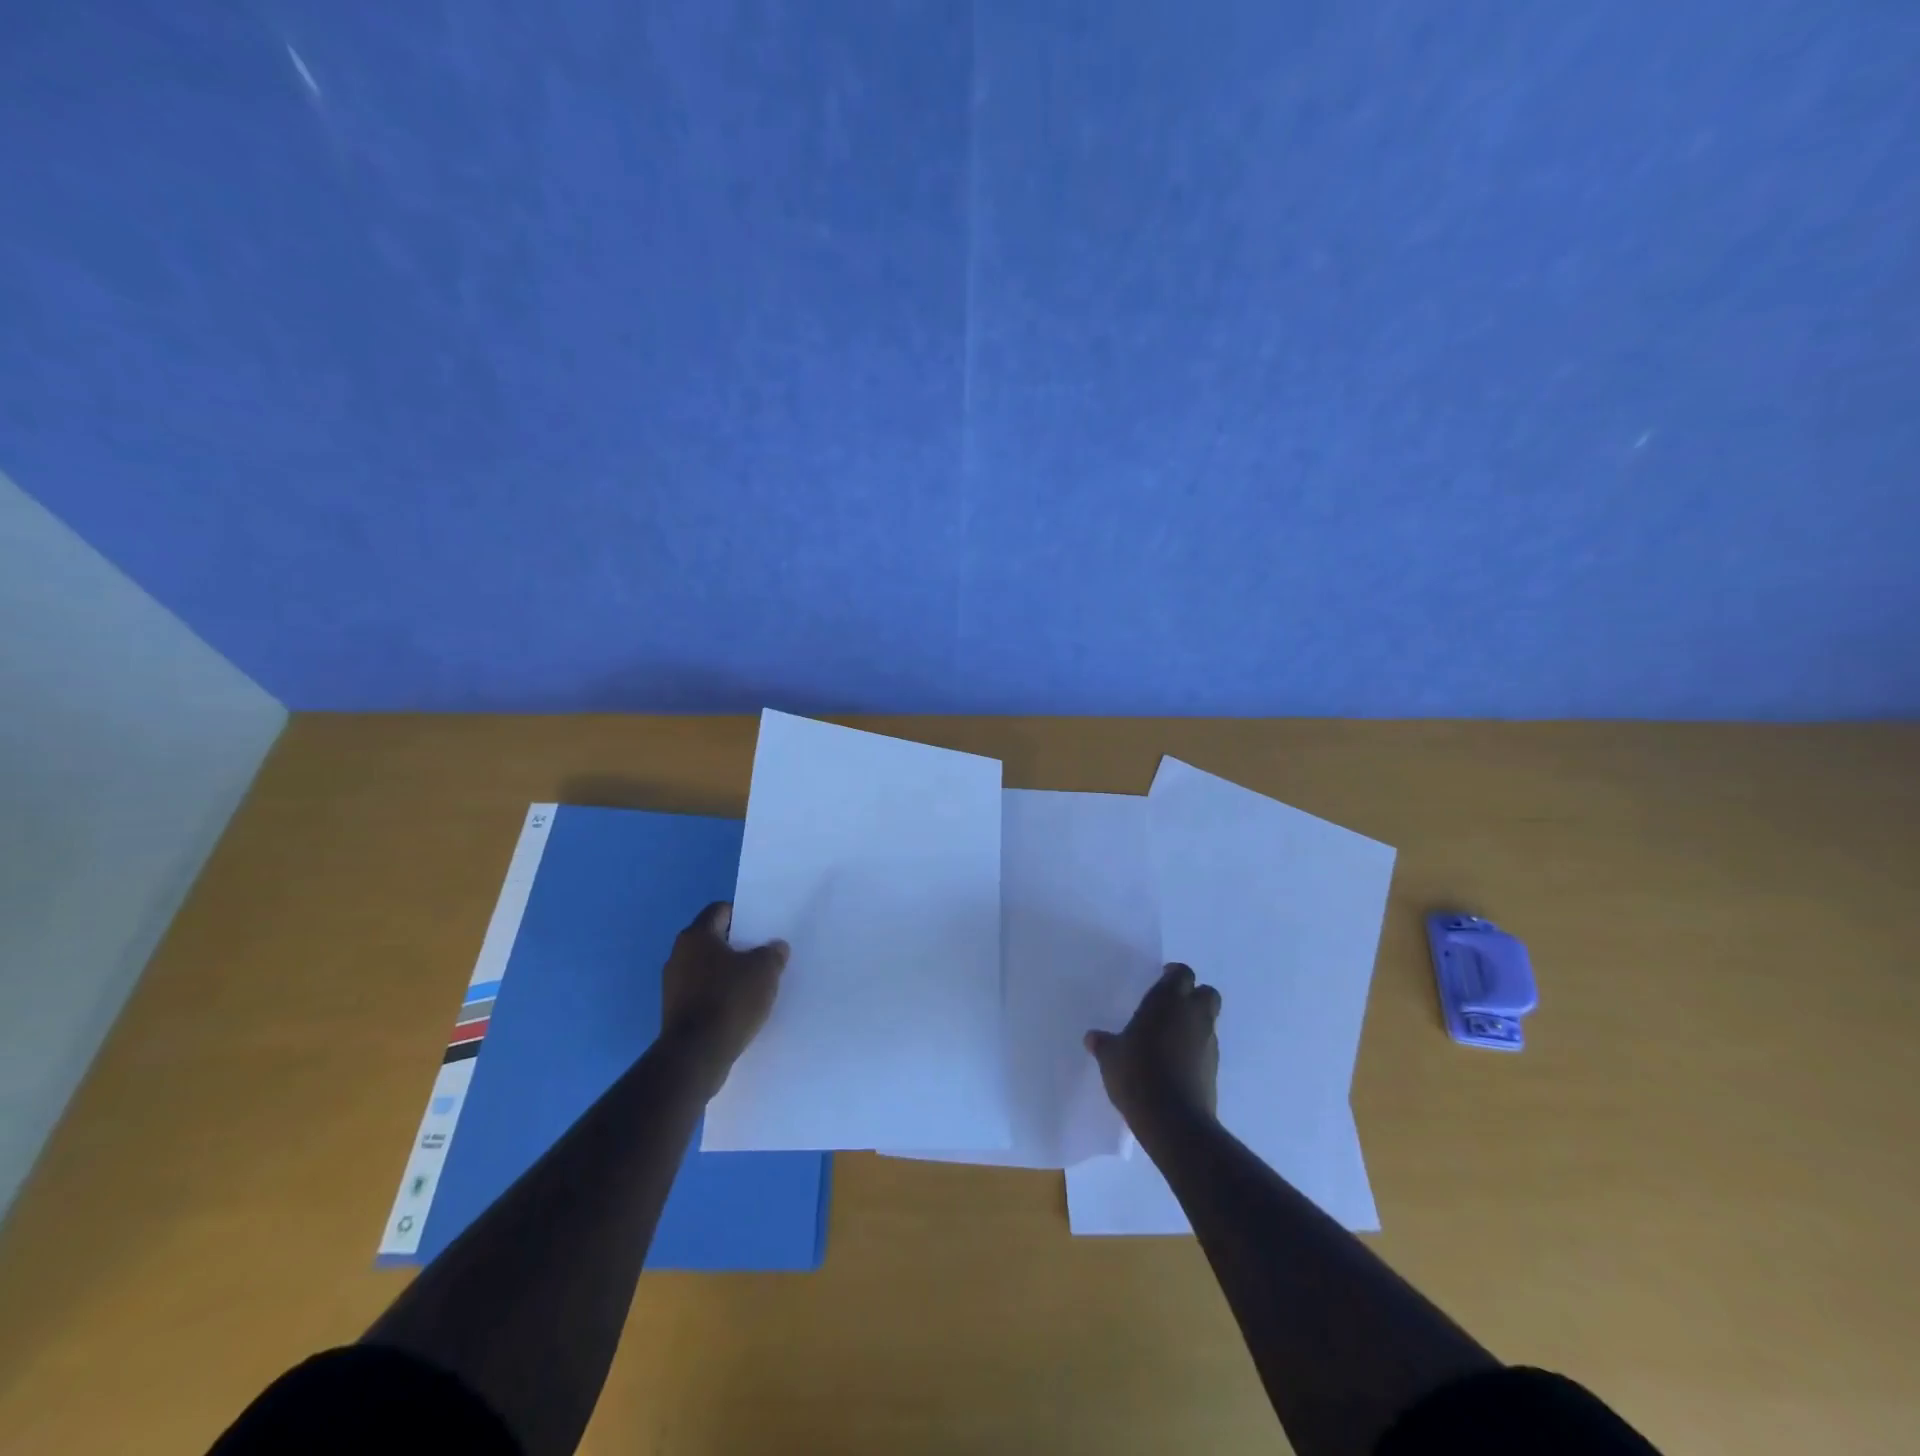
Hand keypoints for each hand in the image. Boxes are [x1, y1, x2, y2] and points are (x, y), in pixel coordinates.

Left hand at [662, 902, 786, 1090]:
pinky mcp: (674, 1012)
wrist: (695, 1055)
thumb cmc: (730, 1000)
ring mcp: (672, 985)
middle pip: (713, 940)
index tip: (762, 928)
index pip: (720, 911)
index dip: (743, 915)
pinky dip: (719, 995)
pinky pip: (702, 993)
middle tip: (763, 955)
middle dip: (738, 946)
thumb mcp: (765, 970)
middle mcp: (678, 955)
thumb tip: (775, 947)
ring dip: (728, 973)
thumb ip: (773, 953)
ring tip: (755, 984)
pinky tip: (739, 1008)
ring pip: (707, 969)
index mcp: (696, 935)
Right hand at [1085, 963, 1220, 1129]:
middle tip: (1171, 1005)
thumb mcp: (1111, 1058)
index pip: (1182, 973)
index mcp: (1168, 1001)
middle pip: (1206, 992)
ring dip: (1195, 1022)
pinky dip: (1196, 1048)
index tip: (1161, 980)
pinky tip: (1176, 1062)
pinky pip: (1207, 1048)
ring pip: (1209, 1021)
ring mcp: (1208, 1042)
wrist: (1173, 1120)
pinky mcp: (1214, 1069)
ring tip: (1171, 1036)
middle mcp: (1193, 1015)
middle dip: (1193, 995)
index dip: (1173, 975)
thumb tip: (1092, 1038)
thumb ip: (1104, 1044)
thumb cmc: (1137, 1074)